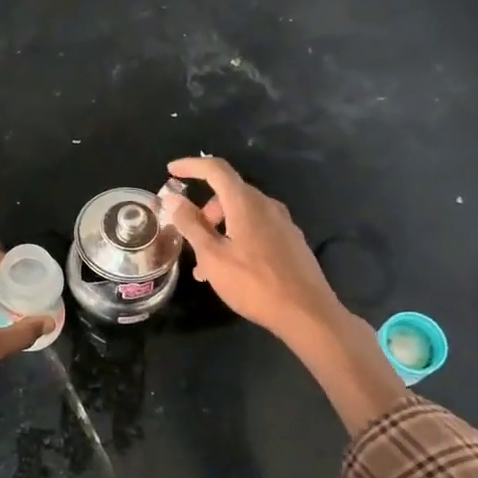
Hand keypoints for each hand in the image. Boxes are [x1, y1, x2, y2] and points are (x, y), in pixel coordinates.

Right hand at [160, 157, 405, 432]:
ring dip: (220, 231)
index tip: (171, 171)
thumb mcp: (212, 256)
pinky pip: (257, 230)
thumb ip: (191, 225)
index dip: (191, 165)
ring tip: (206, 267)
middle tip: (190, 236)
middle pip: (229, 194)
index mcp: (246, 203)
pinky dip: (237, 240)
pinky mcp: (291, 242)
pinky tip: (231, 271)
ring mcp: (283, 224)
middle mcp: (267, 206)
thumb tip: (172, 199)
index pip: (216, 169)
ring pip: (243, 215)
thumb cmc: (254, 283)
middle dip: (205, 211)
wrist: (306, 312)